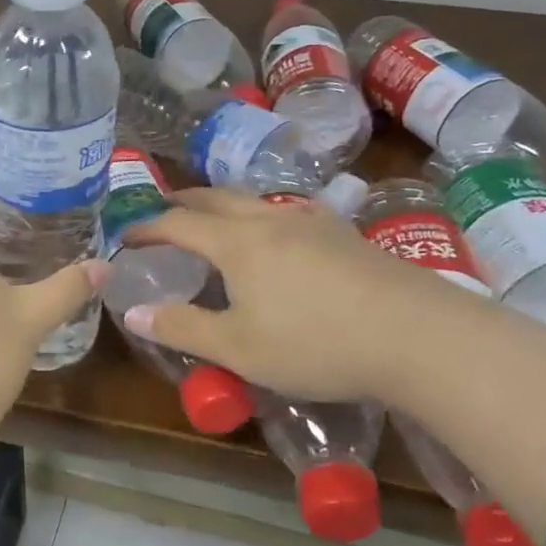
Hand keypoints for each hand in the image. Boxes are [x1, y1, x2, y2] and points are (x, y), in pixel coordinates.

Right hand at [120, 188, 454, 402]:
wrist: (419, 336)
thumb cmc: (315, 343)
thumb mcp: (238, 348)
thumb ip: (182, 327)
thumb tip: (133, 312)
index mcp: (238, 242)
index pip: (178, 223)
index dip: (146, 227)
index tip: (125, 237)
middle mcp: (271, 219)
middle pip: (215, 197)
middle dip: (182, 202)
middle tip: (163, 214)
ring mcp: (313, 222)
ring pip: (254, 200)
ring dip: (223, 205)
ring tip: (214, 223)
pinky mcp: (345, 234)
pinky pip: (287, 212)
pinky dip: (260, 216)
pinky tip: (277, 238)